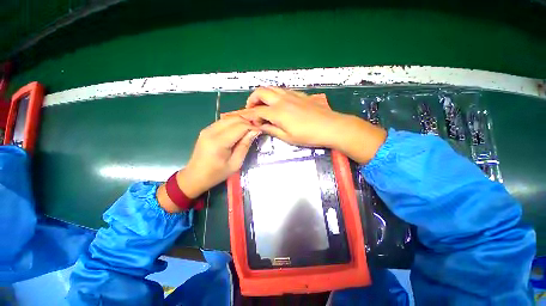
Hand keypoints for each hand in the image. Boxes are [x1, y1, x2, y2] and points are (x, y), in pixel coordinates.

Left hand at [157, 117, 259, 212]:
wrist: (195, 176)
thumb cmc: (216, 174)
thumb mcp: (235, 163)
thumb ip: (245, 146)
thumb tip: (255, 132)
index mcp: (219, 142)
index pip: (240, 127)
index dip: (252, 127)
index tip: (260, 131)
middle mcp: (212, 131)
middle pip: (235, 119)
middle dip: (247, 122)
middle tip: (255, 130)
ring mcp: (207, 129)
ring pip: (229, 118)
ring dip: (241, 122)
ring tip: (248, 130)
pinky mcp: (206, 129)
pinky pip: (223, 121)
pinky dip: (233, 123)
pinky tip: (238, 131)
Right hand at [245, 87, 386, 163]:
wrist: (330, 126)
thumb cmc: (308, 135)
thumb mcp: (287, 137)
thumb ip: (271, 130)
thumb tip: (260, 126)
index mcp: (277, 112)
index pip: (257, 111)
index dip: (249, 115)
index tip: (245, 119)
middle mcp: (281, 99)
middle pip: (260, 92)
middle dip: (252, 100)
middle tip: (252, 110)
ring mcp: (291, 95)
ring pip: (271, 88)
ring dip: (263, 95)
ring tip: (263, 106)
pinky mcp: (299, 94)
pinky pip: (282, 90)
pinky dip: (274, 95)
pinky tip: (278, 104)